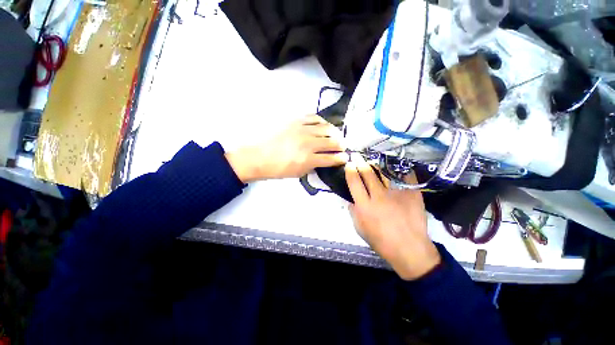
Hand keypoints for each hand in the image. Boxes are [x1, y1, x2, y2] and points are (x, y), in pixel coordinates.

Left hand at [226, 115, 347, 182]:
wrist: (259, 156)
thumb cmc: (278, 169)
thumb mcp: (299, 173)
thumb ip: (314, 166)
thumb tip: (324, 160)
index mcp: (309, 159)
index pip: (332, 158)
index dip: (341, 158)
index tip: (345, 157)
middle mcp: (309, 143)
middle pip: (332, 141)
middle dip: (341, 145)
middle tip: (343, 146)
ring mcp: (302, 130)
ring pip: (327, 128)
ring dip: (335, 133)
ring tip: (336, 135)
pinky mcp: (296, 121)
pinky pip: (314, 118)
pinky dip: (322, 122)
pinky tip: (324, 125)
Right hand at [345, 154, 440, 280]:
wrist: (410, 249)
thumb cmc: (381, 241)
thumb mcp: (360, 229)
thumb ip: (353, 212)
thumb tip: (351, 198)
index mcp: (364, 206)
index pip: (354, 181)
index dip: (350, 170)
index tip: (349, 164)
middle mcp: (379, 196)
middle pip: (368, 173)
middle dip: (361, 162)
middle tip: (358, 156)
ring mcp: (397, 193)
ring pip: (384, 172)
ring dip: (376, 164)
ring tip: (373, 160)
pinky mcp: (412, 193)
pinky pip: (405, 175)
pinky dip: (399, 168)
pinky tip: (394, 165)